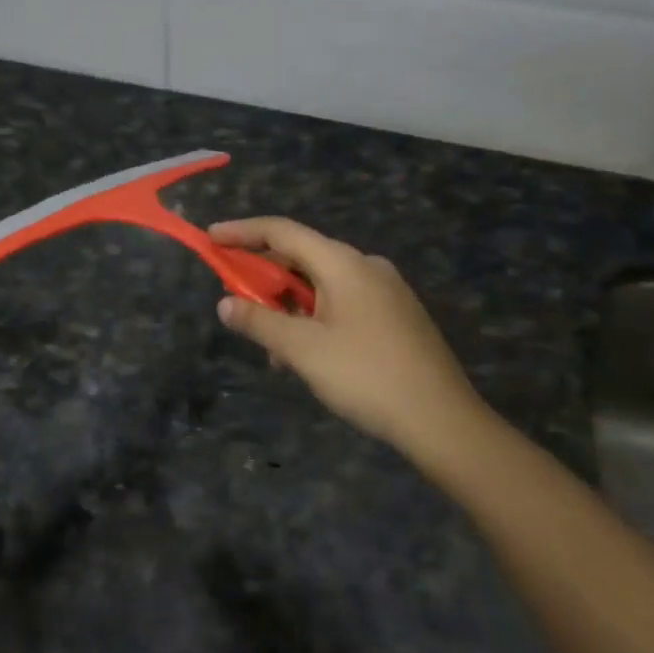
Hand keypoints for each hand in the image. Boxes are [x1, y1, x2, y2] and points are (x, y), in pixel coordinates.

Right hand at [210, 218, 491, 470]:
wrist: (443, 421)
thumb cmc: (366, 376)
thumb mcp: (302, 350)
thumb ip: (259, 322)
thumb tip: (225, 304)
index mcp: (343, 263)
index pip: (282, 231)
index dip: (242, 231)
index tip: (210, 238)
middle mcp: (365, 266)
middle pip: (301, 257)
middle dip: (264, 278)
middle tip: (236, 302)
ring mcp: (385, 290)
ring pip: (321, 284)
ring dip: (289, 306)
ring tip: (272, 347)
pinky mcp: (396, 315)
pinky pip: (342, 301)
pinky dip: (314, 316)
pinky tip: (306, 353)